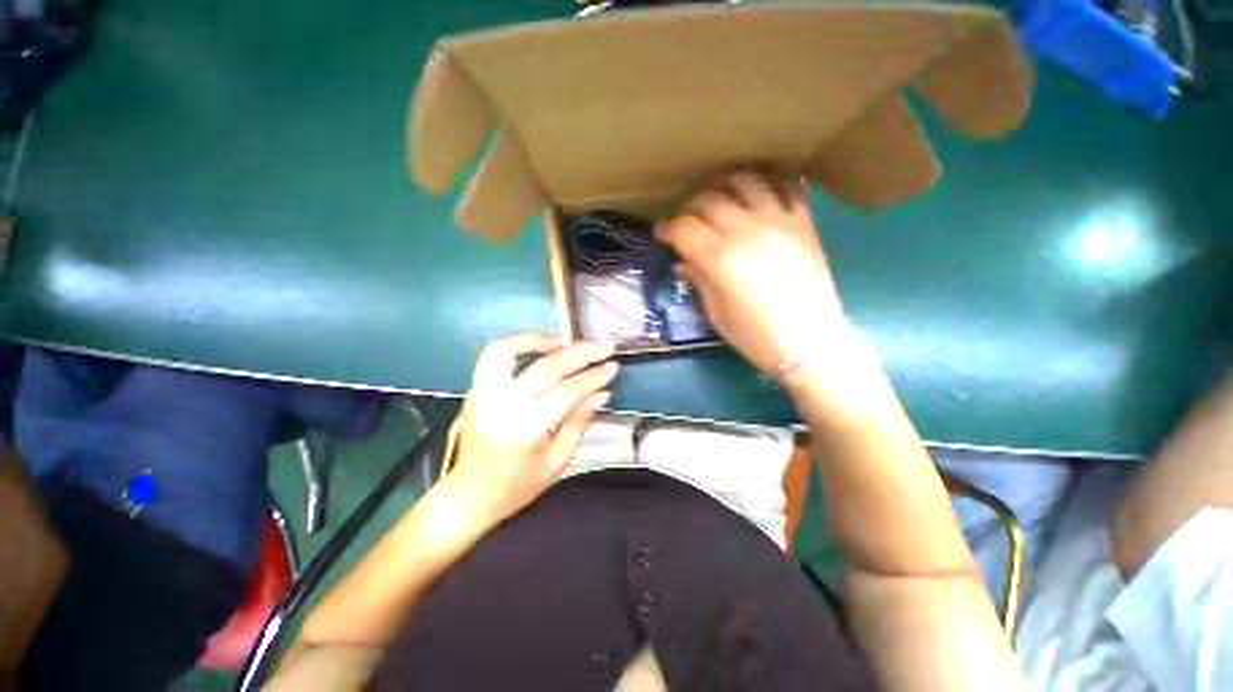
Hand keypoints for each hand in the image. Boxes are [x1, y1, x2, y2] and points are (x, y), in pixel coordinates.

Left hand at [446, 333, 617, 526]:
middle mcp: (501, 407)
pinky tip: (540, 347)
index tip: (612, 367)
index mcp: (525, 432)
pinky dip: (518, 343)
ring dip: (543, 341)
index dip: (593, 377)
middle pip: (546, 368)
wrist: (469, 495)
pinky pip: (494, 355)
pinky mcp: (475, 389)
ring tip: (568, 342)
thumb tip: (602, 393)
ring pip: (511, 351)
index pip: (566, 393)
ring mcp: (483, 395)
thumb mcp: (557, 462)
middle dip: (581, 353)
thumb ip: (579, 423)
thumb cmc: (517, 486)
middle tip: (604, 344)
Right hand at [655, 170, 845, 374]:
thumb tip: (683, 263)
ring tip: (718, 194)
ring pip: (746, 181)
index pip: (684, 229)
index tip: (661, 233)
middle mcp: (747, 232)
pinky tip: (758, 188)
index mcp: (720, 260)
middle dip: (690, 205)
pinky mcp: (803, 223)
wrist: (810, 342)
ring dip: (725, 183)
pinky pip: (787, 186)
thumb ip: (699, 281)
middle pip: (709, 200)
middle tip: (686, 218)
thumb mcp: (717, 314)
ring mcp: (778, 222)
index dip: (667, 228)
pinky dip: (769, 180)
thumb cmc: (756, 336)